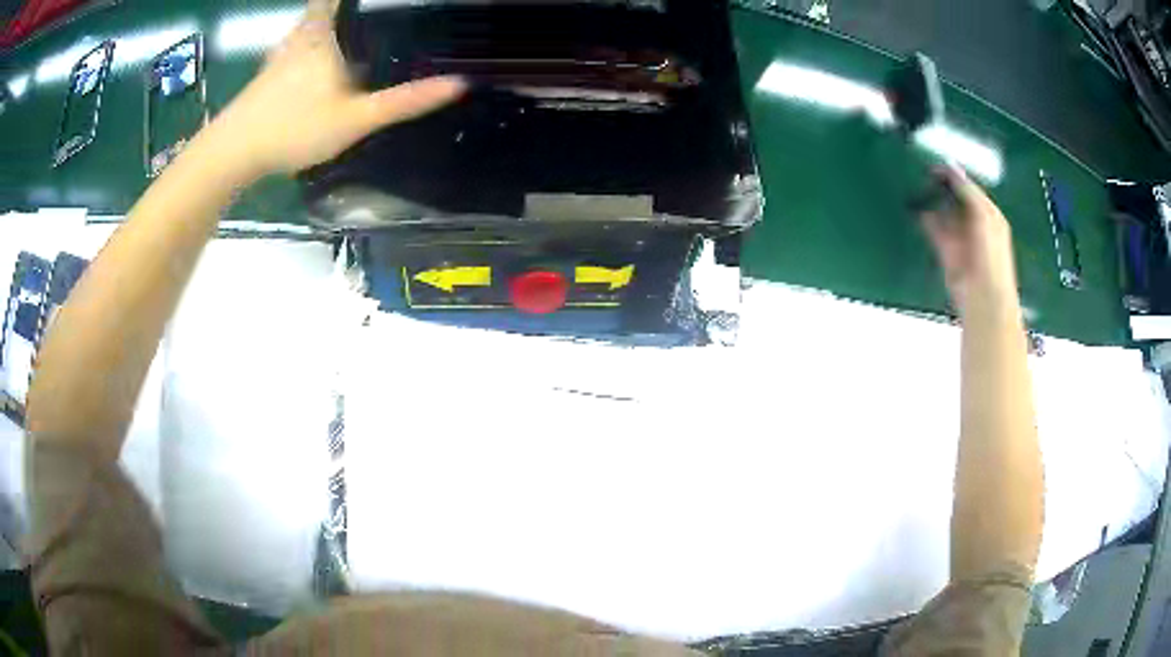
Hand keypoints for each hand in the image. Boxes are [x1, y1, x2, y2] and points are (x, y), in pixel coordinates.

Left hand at [205, 0, 464, 179]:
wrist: (232, 153)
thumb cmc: (294, 128)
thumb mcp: (355, 119)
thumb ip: (403, 101)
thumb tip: (459, 83)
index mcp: (327, 32)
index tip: (389, 1)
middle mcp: (303, 33)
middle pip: (326, 7)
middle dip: (346, 9)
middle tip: (377, 17)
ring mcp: (281, 53)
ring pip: (308, 25)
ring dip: (327, 23)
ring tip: (352, 32)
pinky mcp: (266, 73)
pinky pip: (295, 46)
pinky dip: (309, 44)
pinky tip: (316, 63)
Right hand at [921, 166, 1019, 316]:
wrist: (984, 299)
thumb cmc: (991, 256)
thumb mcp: (984, 216)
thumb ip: (968, 191)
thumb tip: (952, 167)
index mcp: (988, 213)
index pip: (969, 187)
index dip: (954, 175)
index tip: (934, 163)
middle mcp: (974, 223)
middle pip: (955, 198)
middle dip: (941, 187)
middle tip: (922, 172)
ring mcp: (960, 238)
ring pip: (943, 213)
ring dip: (932, 202)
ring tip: (917, 186)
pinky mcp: (946, 252)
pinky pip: (934, 230)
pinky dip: (925, 219)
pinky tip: (916, 208)